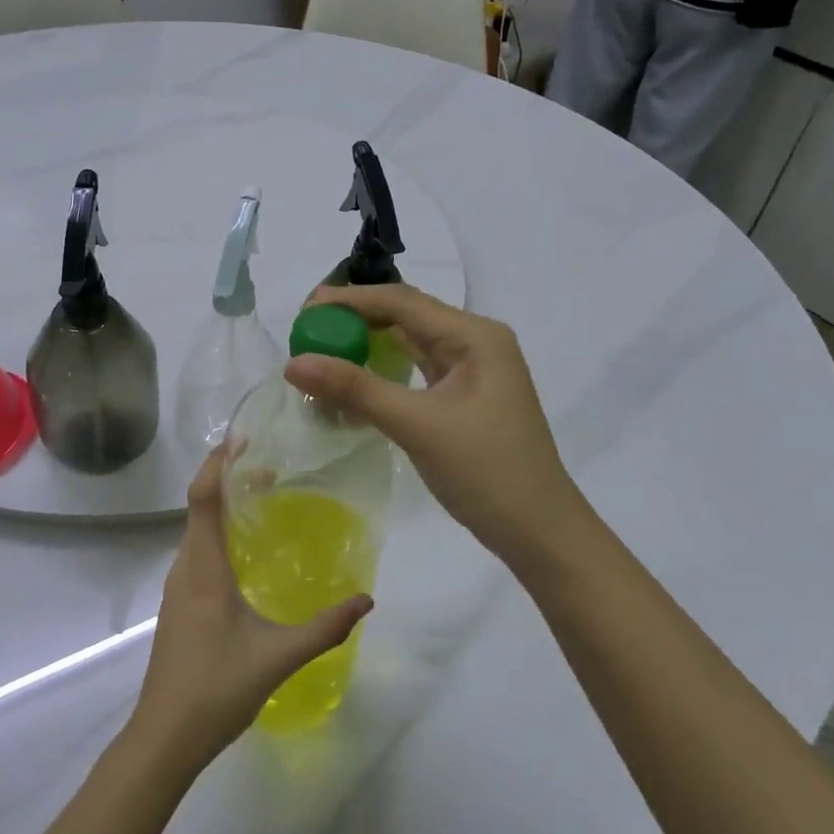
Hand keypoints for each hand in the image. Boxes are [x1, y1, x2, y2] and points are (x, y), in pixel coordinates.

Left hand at [128, 450, 372, 767]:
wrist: (164, 737)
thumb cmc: (216, 688)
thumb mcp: (278, 657)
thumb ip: (325, 628)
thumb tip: (367, 600)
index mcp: (203, 567)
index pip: (203, 497)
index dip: (218, 463)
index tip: (242, 438)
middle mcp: (185, 567)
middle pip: (199, 506)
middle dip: (228, 478)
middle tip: (269, 467)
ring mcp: (178, 587)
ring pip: (196, 530)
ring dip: (222, 506)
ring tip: (261, 498)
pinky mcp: (178, 604)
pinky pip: (197, 551)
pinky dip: (217, 532)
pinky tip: (244, 551)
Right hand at [285, 284, 580, 568]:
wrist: (539, 532)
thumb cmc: (486, 472)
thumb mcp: (417, 426)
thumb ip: (355, 389)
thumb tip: (293, 362)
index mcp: (474, 336)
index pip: (401, 302)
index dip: (349, 301)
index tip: (303, 312)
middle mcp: (475, 341)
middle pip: (405, 315)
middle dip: (354, 318)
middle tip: (305, 331)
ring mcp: (471, 369)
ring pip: (409, 341)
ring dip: (367, 342)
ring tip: (321, 347)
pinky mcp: (463, 395)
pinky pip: (415, 368)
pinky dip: (382, 370)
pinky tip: (353, 377)